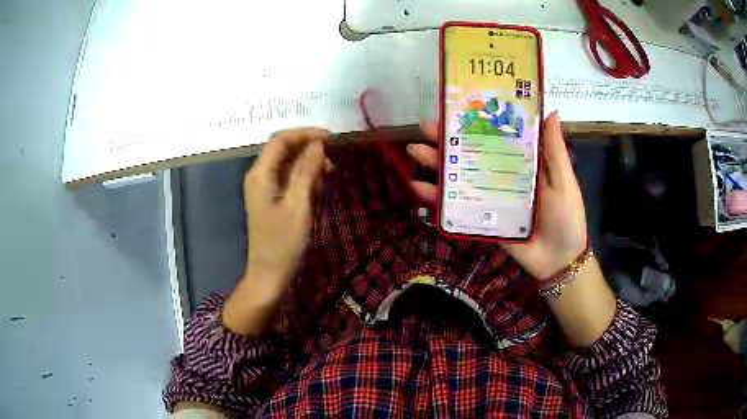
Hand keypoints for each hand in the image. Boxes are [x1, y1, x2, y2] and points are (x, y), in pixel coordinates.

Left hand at [224, 128, 331, 334]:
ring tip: (324, 185)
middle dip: (309, 153)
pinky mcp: (272, 200)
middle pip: (285, 150)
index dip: (305, 134)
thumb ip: (306, 171)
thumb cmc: (283, 244)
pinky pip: (289, 181)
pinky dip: (304, 183)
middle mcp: (259, 176)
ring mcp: (265, 189)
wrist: (270, 276)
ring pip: (289, 166)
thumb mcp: (299, 206)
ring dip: (309, 170)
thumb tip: (317, 144)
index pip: (281, 139)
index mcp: (260, 174)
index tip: (331, 139)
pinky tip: (315, 196)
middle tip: (331, 167)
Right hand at [407, 112, 587, 279]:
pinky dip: (438, 199)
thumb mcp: (564, 181)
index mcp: (522, 162)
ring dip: (436, 164)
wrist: (558, 261)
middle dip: (447, 140)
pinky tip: (419, 187)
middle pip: (471, 154)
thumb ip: (555, 151)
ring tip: (415, 151)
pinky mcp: (482, 219)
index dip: (476, 122)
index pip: (495, 136)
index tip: (456, 107)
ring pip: (460, 177)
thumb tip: (550, 111)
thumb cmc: (566, 218)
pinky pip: (458, 207)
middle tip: (424, 127)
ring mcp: (490, 198)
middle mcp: (503, 175)